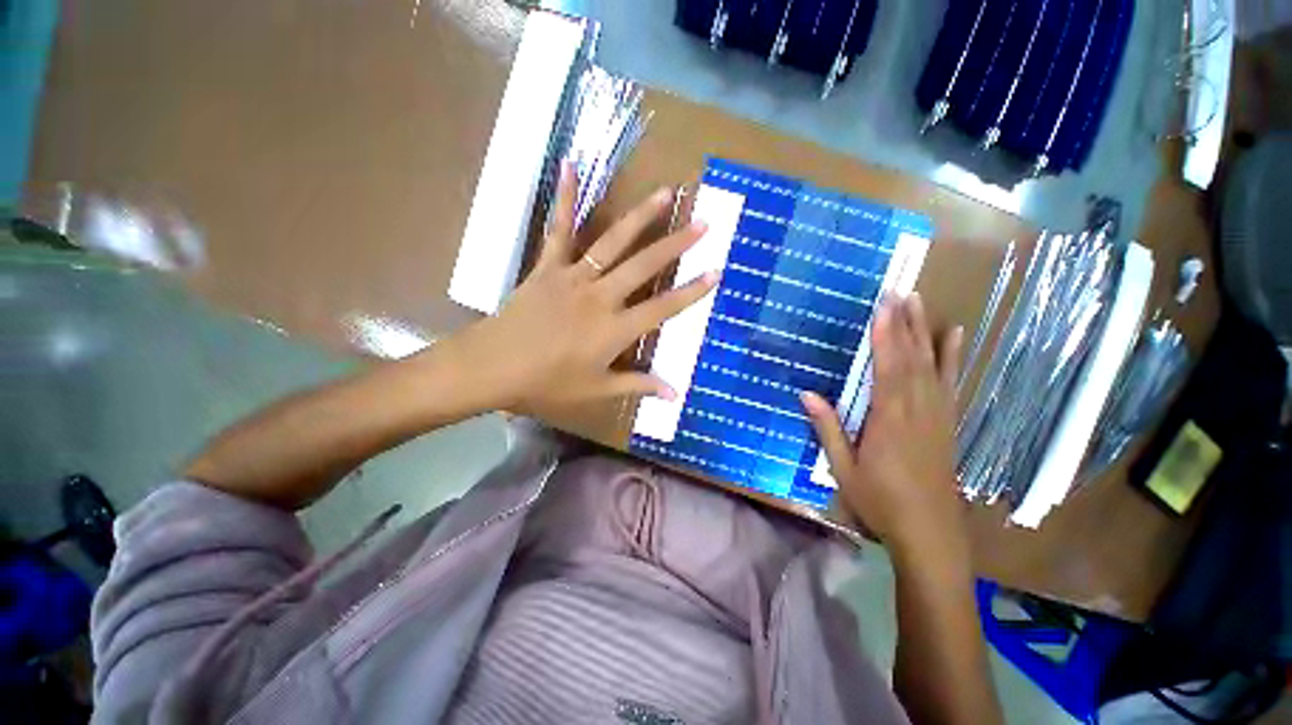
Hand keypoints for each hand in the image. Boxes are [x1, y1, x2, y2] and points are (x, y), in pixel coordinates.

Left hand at [451, 163, 718, 418]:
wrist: (493, 367)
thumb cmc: (547, 383)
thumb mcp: (596, 391)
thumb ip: (637, 386)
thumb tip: (675, 395)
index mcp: (614, 329)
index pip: (663, 308)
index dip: (692, 291)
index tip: (717, 272)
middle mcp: (601, 297)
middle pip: (645, 266)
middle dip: (677, 244)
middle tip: (703, 223)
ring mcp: (574, 277)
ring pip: (612, 242)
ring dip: (640, 217)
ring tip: (665, 193)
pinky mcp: (548, 267)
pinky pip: (560, 231)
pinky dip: (566, 199)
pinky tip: (572, 165)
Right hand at [801, 295, 965, 558]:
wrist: (930, 532)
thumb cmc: (880, 501)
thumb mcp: (844, 469)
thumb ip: (827, 429)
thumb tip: (807, 393)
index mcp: (889, 420)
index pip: (887, 368)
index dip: (884, 336)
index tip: (880, 307)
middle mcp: (917, 410)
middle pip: (911, 358)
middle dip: (904, 323)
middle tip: (899, 291)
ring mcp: (937, 414)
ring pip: (931, 365)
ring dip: (924, 331)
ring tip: (919, 302)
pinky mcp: (947, 422)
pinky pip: (949, 382)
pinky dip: (952, 356)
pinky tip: (954, 337)